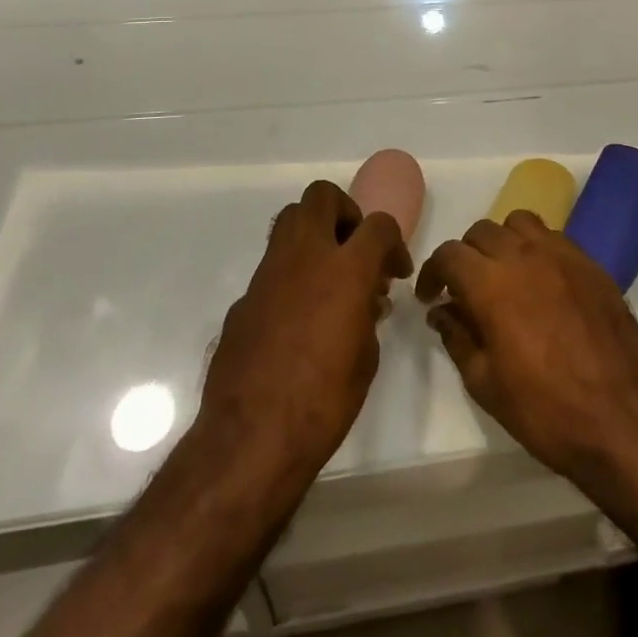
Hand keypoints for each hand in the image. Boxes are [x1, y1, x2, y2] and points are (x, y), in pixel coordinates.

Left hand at [201, 180, 412, 480]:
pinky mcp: (243, 298)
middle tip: (354, 250)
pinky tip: (297, 319)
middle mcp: (304, 257)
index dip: (393, 243)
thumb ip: (368, 314)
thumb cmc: (324, 402)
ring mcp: (267, 274)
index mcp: (345, 269)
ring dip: (314, 236)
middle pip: (322, 197)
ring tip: (328, 277)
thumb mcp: (366, 357)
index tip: (395, 270)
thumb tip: (365, 300)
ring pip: (290, 221)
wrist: (250, 439)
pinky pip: (272, 267)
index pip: (378, 225)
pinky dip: (291, 277)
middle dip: (344, 214)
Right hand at [416, 213, 637, 480]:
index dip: (433, 272)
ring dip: (503, 242)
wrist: (622, 418)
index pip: (449, 254)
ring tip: (505, 275)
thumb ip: (458, 338)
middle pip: (482, 232)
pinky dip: (537, 248)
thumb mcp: (485, 384)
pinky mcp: (591, 263)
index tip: (432, 297)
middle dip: (466, 256)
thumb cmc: (545, 410)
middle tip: (466, 290)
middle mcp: (524, 256)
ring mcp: (562, 255)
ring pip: (519, 223)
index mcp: (491, 284)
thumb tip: (442, 311)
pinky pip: (554, 237)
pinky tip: (542, 283)